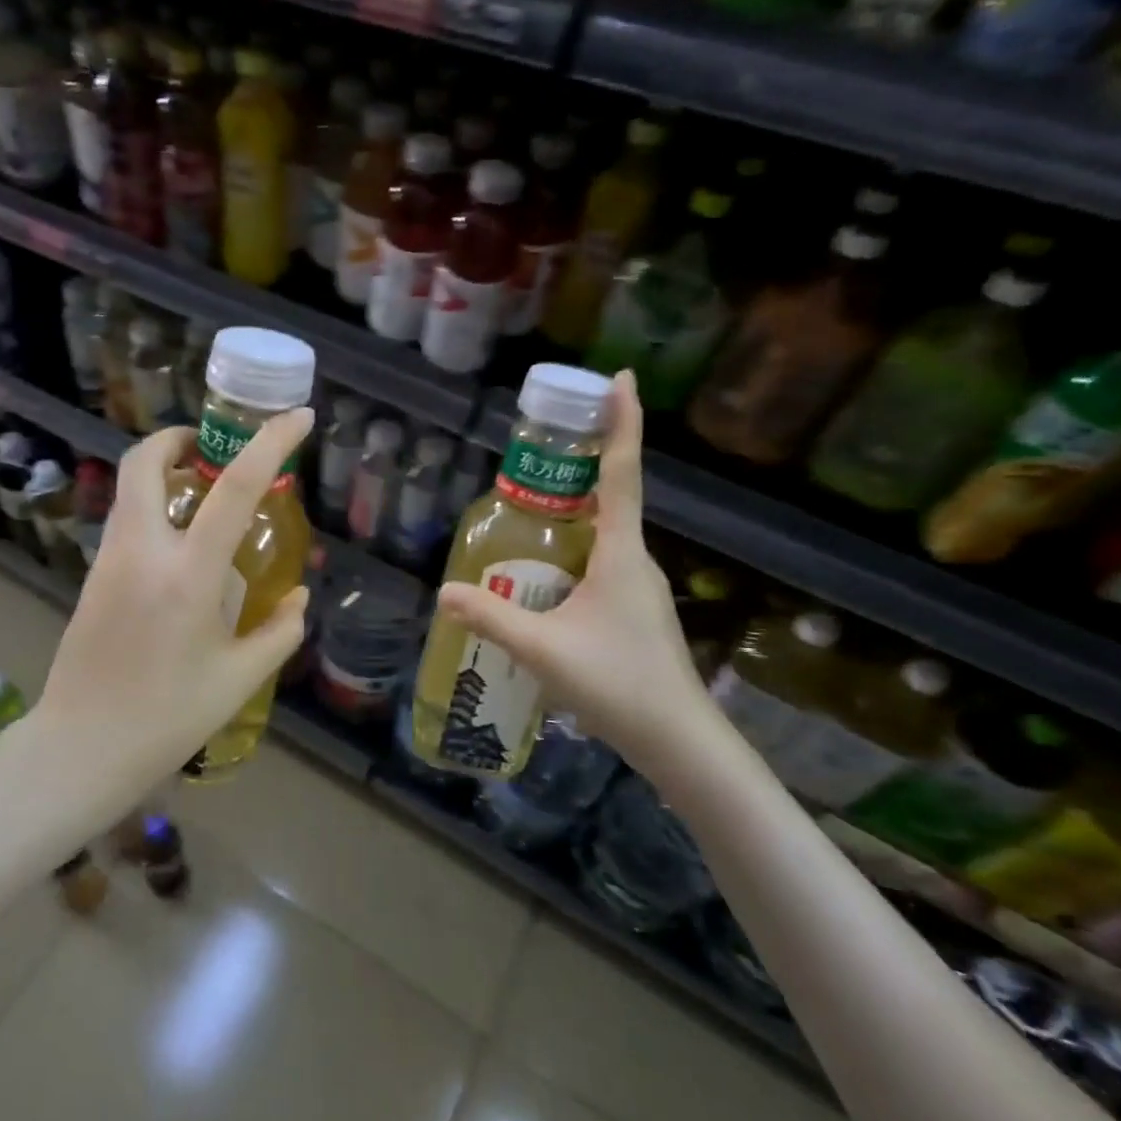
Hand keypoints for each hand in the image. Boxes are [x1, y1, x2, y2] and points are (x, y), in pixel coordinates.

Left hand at [33, 410, 314, 784]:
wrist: (80, 749)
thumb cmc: (168, 718)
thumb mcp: (240, 679)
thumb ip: (281, 631)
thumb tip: (300, 596)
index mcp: (188, 575)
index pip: (235, 488)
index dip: (271, 443)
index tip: (298, 416)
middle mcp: (143, 552)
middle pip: (144, 460)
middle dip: (178, 438)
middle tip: (212, 451)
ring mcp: (109, 561)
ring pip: (128, 488)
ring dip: (162, 472)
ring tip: (200, 494)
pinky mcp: (93, 577)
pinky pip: (124, 520)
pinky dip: (151, 506)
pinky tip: (179, 545)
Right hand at [435, 372, 721, 783]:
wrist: (678, 740)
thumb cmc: (617, 683)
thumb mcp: (542, 649)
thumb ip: (490, 618)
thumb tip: (442, 592)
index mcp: (622, 553)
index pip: (621, 474)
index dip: (623, 423)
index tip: (619, 379)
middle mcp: (635, 559)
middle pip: (611, 496)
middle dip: (581, 464)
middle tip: (541, 445)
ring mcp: (638, 586)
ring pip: (604, 534)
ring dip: (574, 511)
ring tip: (528, 508)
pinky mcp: (633, 611)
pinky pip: (601, 563)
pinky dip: (573, 550)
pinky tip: (542, 577)